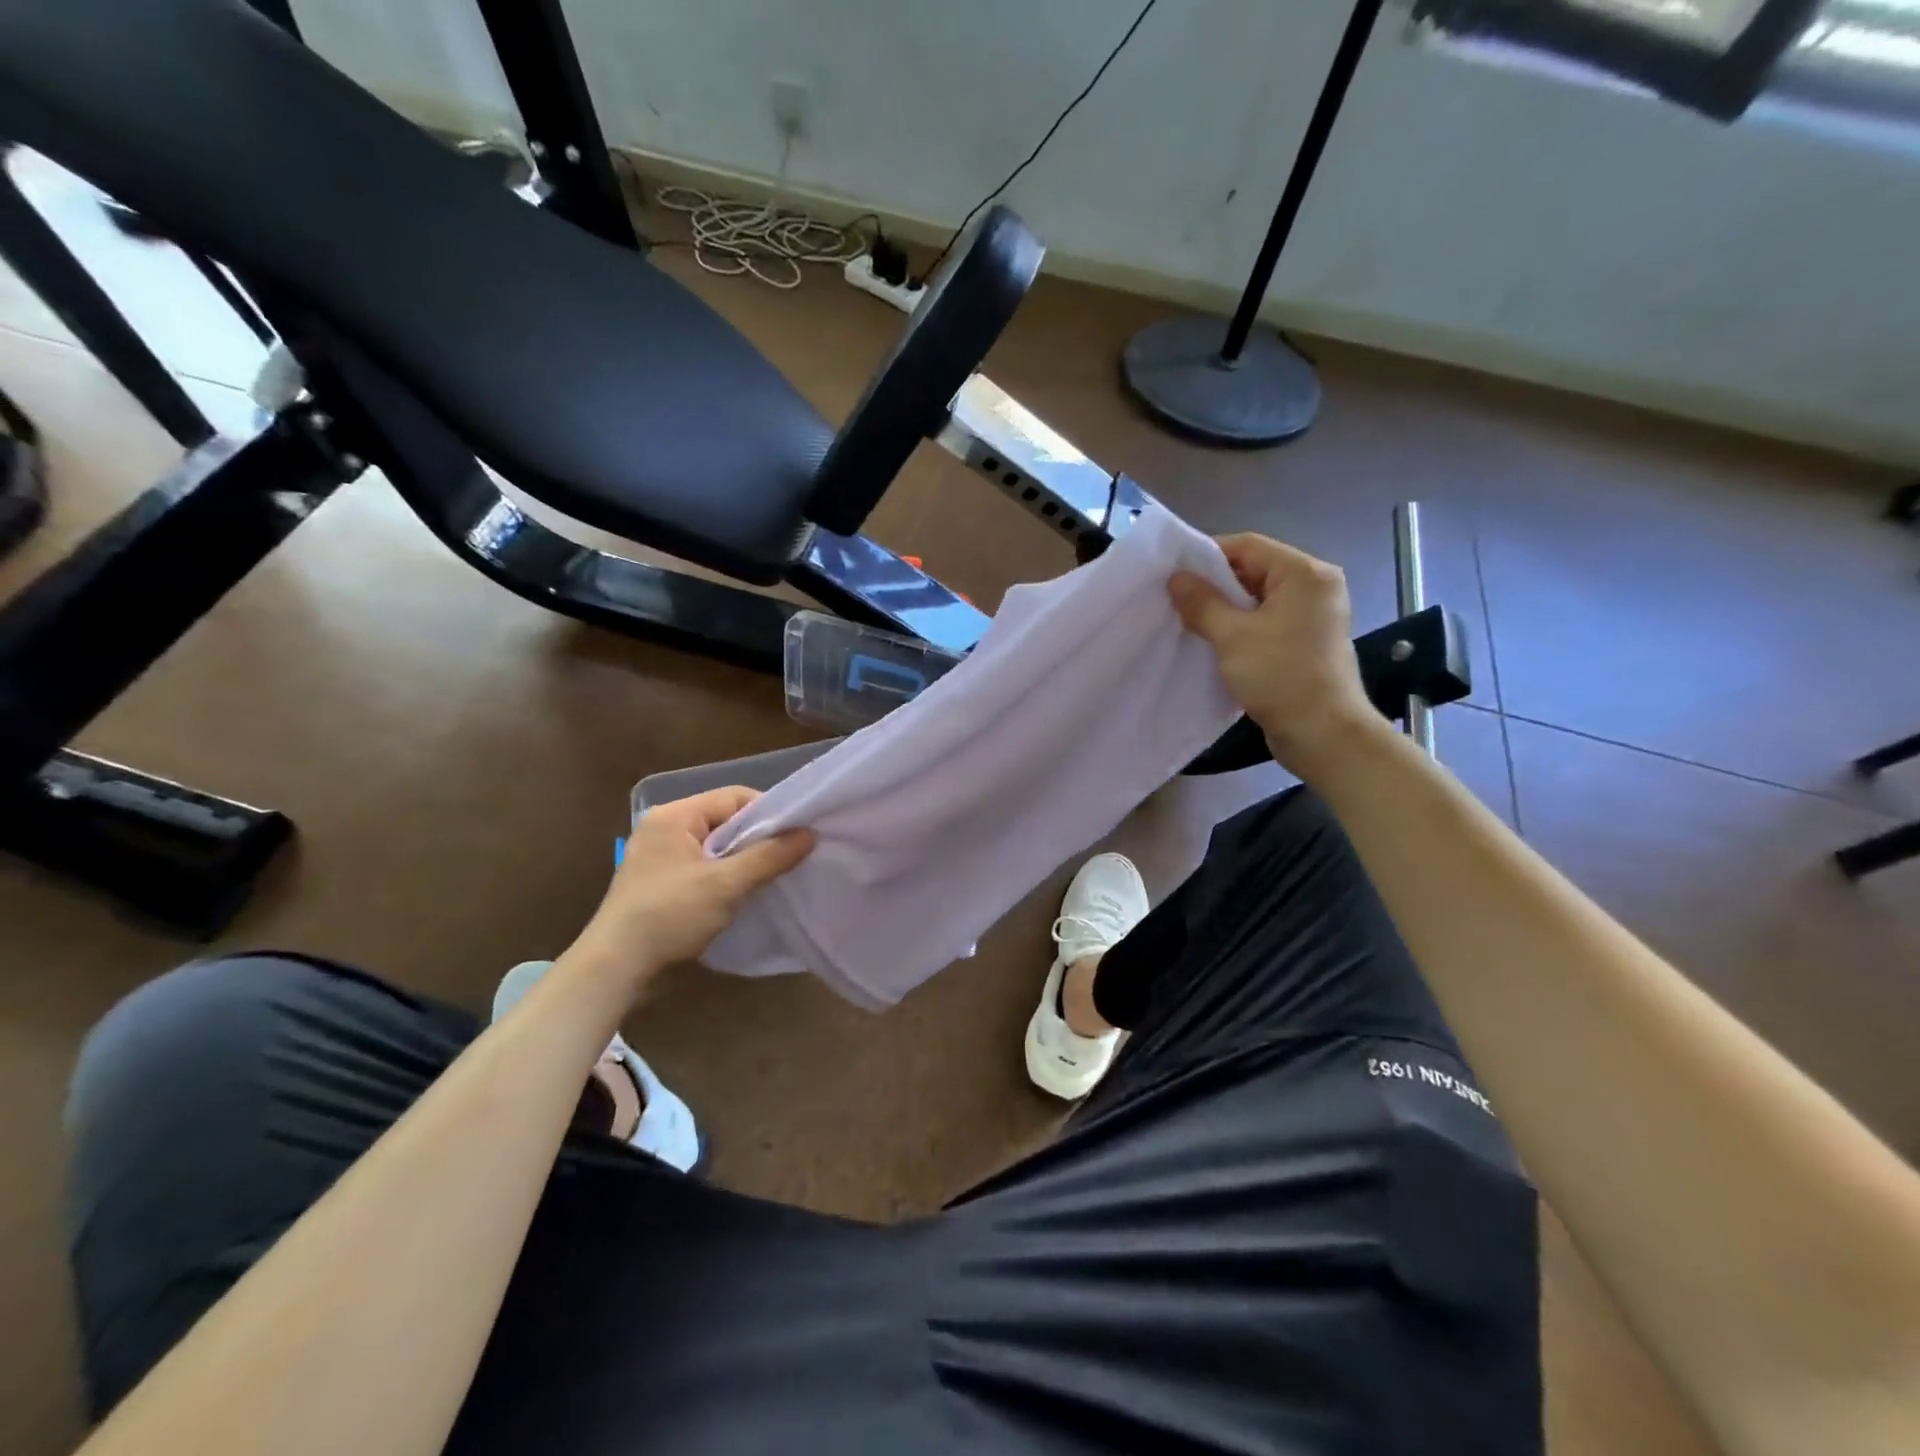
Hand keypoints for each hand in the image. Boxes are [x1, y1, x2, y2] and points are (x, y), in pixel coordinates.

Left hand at [571, 787, 812, 988]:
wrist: (615, 966)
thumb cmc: (670, 914)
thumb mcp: (726, 884)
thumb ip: (769, 856)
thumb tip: (810, 834)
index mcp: (675, 815)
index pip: (734, 796)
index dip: (769, 812)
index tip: (796, 834)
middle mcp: (664, 827)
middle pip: (725, 819)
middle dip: (758, 837)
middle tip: (790, 856)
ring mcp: (658, 855)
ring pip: (715, 845)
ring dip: (742, 859)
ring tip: (771, 875)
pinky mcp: (658, 881)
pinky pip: (702, 865)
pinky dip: (724, 874)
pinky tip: (742, 892)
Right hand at [1169, 533, 1387, 779]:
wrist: (1323, 733)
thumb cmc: (1280, 676)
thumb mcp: (1232, 636)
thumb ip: (1202, 602)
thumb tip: (1176, 578)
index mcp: (1304, 574)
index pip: (1247, 546)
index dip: (1206, 555)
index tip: (1172, 573)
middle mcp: (1314, 587)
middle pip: (1254, 569)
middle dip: (1213, 584)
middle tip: (1175, 599)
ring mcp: (1312, 615)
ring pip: (1257, 598)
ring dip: (1224, 608)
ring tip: (1188, 620)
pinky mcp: (1305, 641)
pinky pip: (1265, 621)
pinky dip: (1239, 626)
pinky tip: (1212, 640)